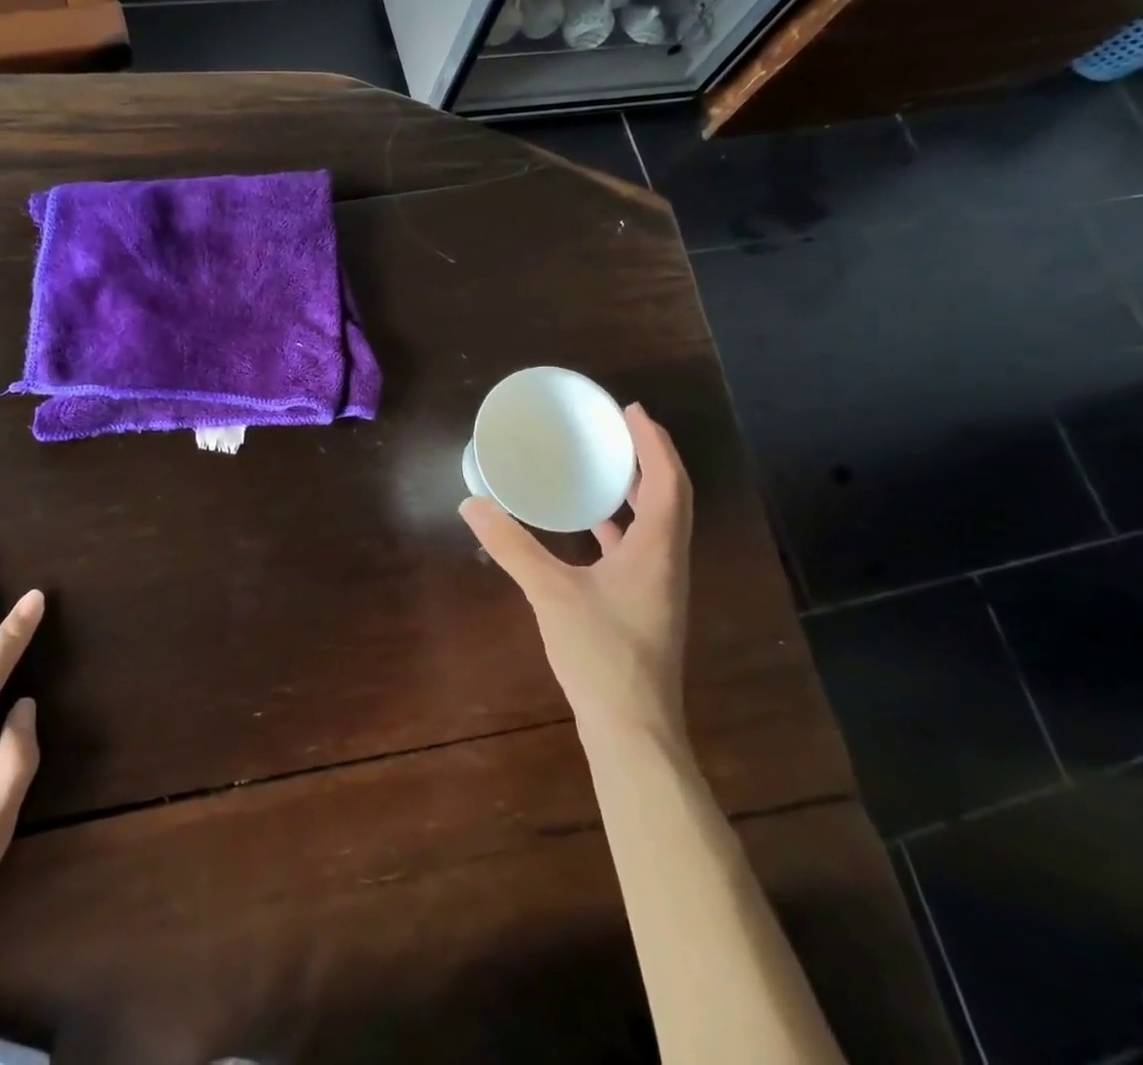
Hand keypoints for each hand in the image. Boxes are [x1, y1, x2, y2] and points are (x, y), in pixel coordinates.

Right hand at [461, 403, 692, 746]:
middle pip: (670, 498)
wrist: (633, 730)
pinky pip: (640, 548)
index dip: (655, 443)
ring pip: (658, 524)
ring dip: (638, 491)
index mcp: (656, 550)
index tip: (632, 411)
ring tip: (605, 468)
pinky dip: (621, 526)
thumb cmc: (601, 654)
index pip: (668, 482)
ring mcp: (659, 587)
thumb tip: (472, 504)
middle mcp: (668, 562)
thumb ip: (511, 547)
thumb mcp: (550, 593)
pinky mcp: (646, 606)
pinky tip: (592, 528)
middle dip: (649, 459)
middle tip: (618, 431)